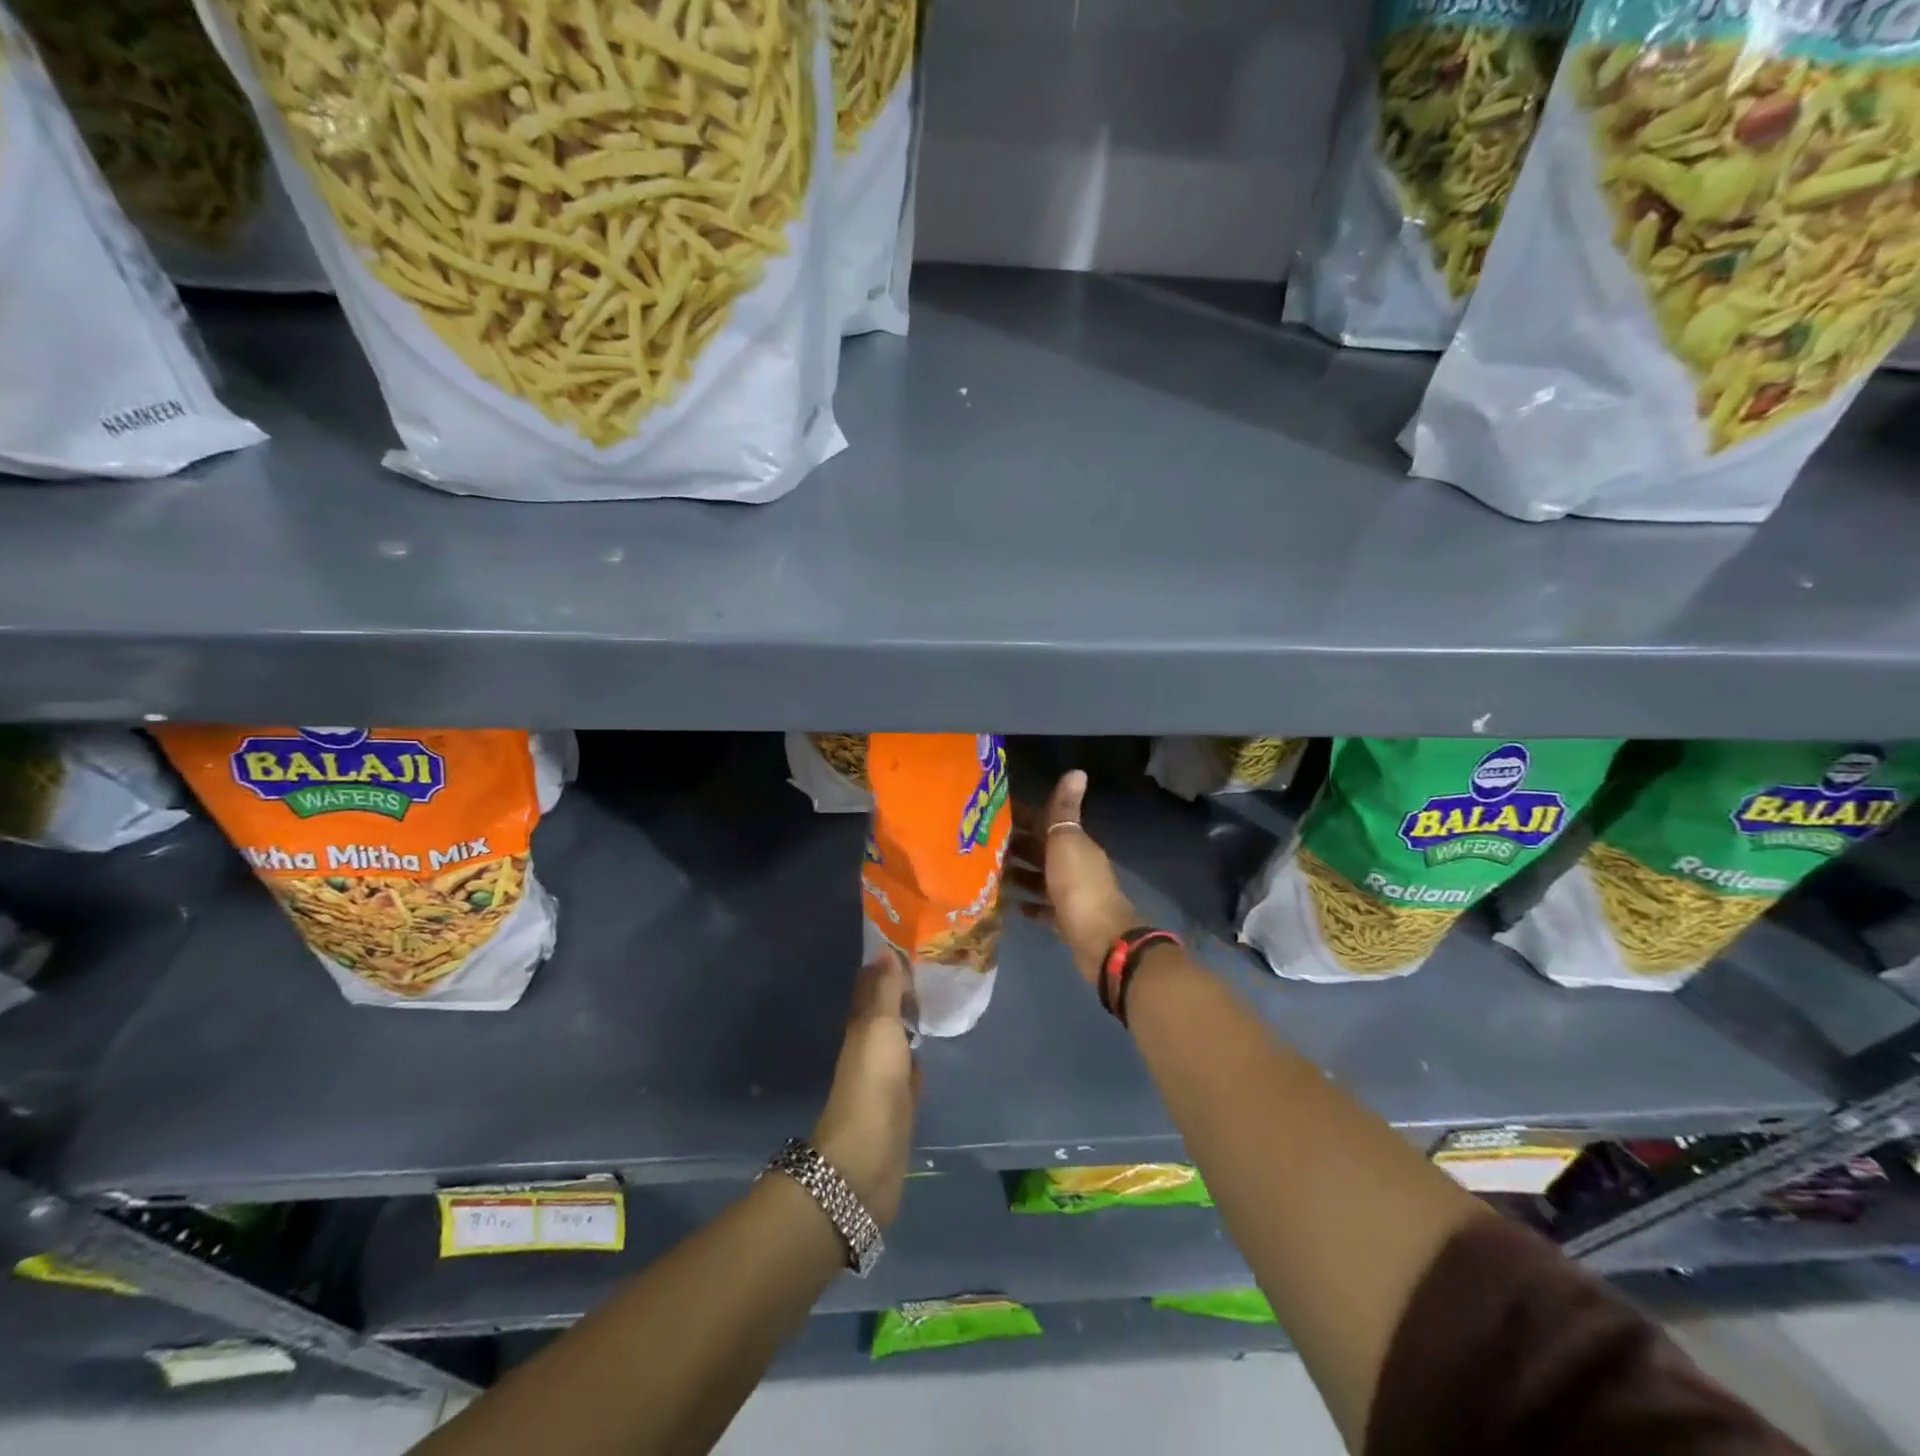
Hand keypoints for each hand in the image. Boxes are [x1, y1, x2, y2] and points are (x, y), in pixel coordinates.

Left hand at [811, 952, 918, 1227]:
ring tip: (938, 998)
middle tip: (932, 966)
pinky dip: (920, 1053)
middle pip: (885, 1011)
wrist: (868, 1157)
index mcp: (861, 1026)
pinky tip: (933, 1045)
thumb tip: (885, 950)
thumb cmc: (873, 1082)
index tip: (907, 943)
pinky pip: (911, 1068)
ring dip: (911, 1020)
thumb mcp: (879, 1027)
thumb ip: (886, 991)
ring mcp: (885, 1077)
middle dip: (901, 990)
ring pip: (899, 1038)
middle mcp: (870, 1047)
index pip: (871, 987)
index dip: (885, 966)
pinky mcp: (901, 1103)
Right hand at [1008, 770, 1141, 986]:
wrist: (1100, 939)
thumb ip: (1065, 809)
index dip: (1021, 815)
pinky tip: (1010, 904)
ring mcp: (1071, 894)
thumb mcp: (1067, 841)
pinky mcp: (1065, 920)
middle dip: (1015, 845)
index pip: (1045, 821)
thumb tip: (1077, 770)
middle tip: (979, 844)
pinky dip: (1029, 904)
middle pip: (1041, 850)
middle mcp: (1074, 865)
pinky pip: (1043, 908)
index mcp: (1075, 842)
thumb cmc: (1078, 885)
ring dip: (1018, 874)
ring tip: (987, 873)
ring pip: (1040, 878)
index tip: (991, 812)